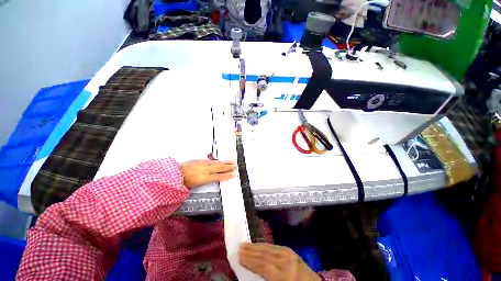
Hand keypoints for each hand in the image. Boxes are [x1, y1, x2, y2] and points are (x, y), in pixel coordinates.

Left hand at [181, 160, 235, 188]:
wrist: (175, 174)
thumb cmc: (185, 183)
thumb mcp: (196, 186)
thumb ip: (206, 181)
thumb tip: (213, 179)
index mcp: (205, 178)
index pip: (219, 176)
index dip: (227, 175)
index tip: (233, 174)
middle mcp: (206, 170)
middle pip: (219, 168)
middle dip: (228, 167)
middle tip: (235, 166)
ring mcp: (203, 164)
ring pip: (216, 163)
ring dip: (224, 162)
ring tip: (231, 161)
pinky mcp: (201, 161)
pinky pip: (211, 161)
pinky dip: (217, 161)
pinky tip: (220, 161)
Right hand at [239, 243, 320, 280]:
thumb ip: (265, 279)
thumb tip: (250, 272)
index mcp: (284, 275)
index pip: (263, 266)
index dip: (250, 261)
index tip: (239, 256)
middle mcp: (286, 262)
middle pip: (265, 254)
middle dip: (251, 251)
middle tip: (239, 247)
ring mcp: (290, 254)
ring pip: (269, 248)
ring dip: (256, 246)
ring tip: (246, 244)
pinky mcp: (291, 251)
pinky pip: (275, 246)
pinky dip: (265, 245)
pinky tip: (259, 245)